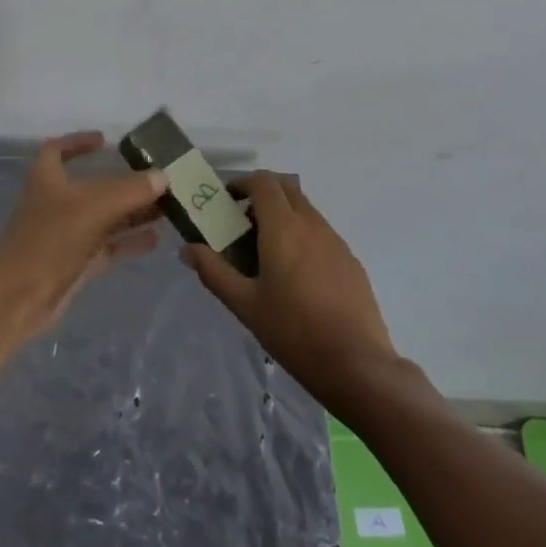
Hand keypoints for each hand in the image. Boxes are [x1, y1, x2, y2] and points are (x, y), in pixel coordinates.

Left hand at [0, 132, 165, 341]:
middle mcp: (56, 203)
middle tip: (159, 179)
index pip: (57, 149)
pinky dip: (129, 241)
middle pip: (94, 186)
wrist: (18, 300)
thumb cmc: (49, 241)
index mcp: (47, 179)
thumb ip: (131, 190)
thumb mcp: (93, 207)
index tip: (106, 142)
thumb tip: (162, 176)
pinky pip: (108, 246)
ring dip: (133, 212)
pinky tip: (156, 239)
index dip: (78, 142)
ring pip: (105, 217)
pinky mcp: (75, 263)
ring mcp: (66, 235)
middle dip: (125, 182)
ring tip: (167, 208)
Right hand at [182, 172, 400, 413]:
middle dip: (263, 195)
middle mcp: (312, 224)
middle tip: (243, 223)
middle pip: (286, 189)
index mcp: (284, 227)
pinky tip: (297, 275)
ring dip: (284, 215)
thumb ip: (214, 272)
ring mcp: (336, 240)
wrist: (357, 364)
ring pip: (306, 210)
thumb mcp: (245, 305)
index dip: (243, 183)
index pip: (264, 182)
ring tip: (267, 252)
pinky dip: (303, 236)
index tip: (227, 201)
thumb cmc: (294, 332)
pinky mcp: (351, 260)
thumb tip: (188, 249)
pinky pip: (322, 233)